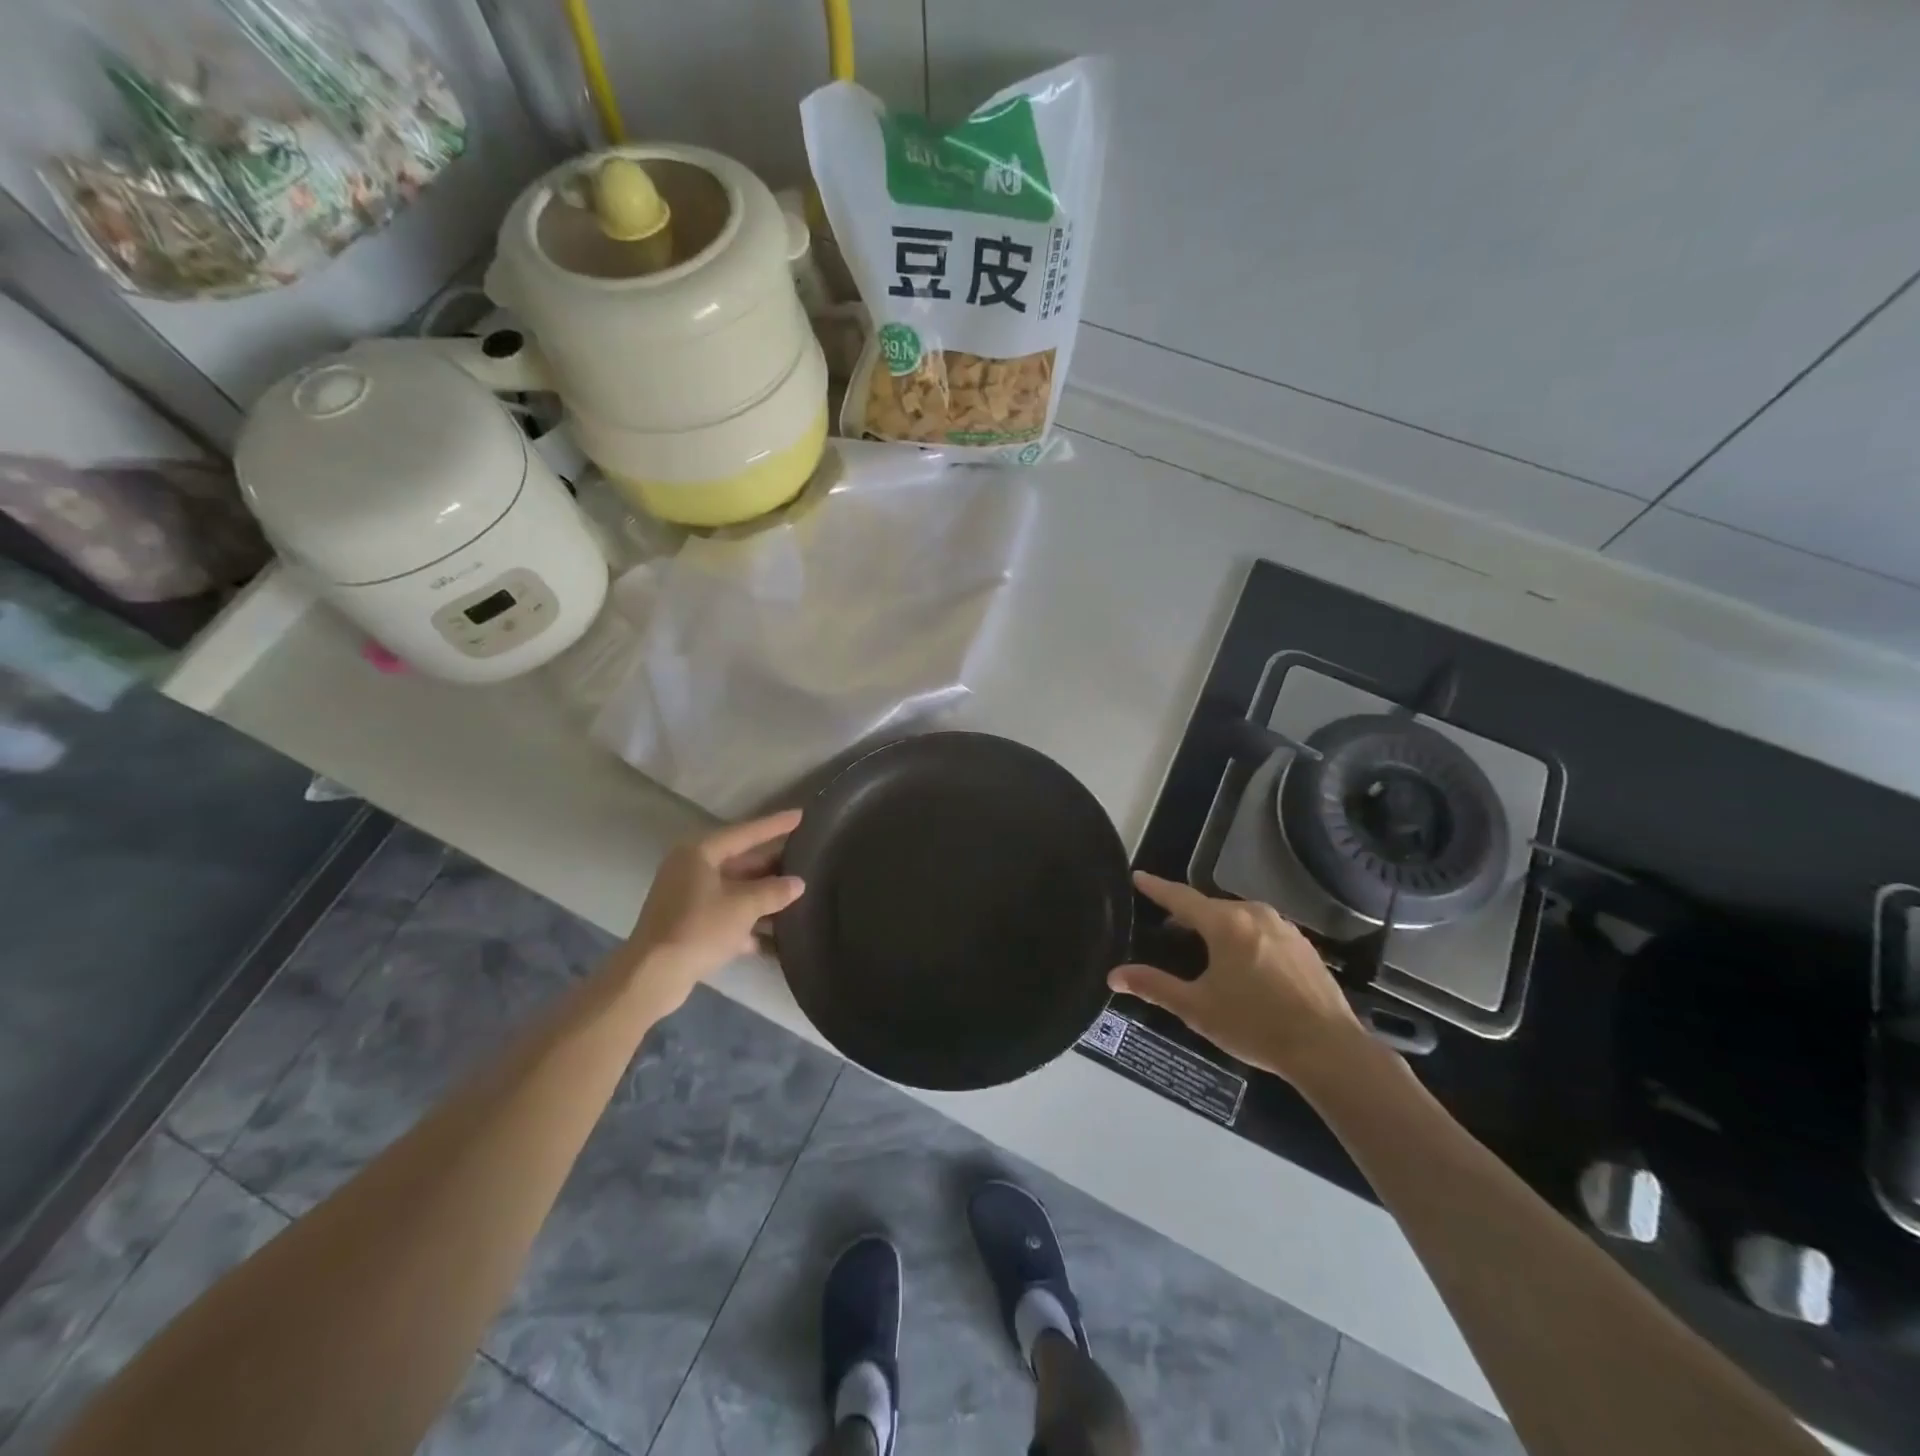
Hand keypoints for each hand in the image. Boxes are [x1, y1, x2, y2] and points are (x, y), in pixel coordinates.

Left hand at [618, 810, 806, 1012]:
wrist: (653, 976)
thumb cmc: (699, 928)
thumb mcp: (743, 906)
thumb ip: (774, 891)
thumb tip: (798, 883)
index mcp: (699, 853)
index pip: (745, 833)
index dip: (775, 825)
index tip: (801, 815)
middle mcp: (691, 869)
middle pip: (740, 861)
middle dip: (772, 864)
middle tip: (805, 858)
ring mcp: (688, 898)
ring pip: (735, 889)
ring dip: (763, 895)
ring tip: (798, 894)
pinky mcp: (688, 925)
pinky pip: (726, 915)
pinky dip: (748, 922)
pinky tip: (776, 935)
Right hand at [1108, 872, 1367, 1083]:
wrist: (1329, 1050)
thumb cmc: (1255, 1025)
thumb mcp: (1197, 1008)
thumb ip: (1155, 986)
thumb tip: (1114, 976)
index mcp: (1225, 923)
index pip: (1180, 897)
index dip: (1156, 887)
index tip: (1138, 876)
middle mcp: (1255, 914)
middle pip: (1211, 908)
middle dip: (1188, 916)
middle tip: (1168, 932)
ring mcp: (1284, 927)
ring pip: (1238, 919)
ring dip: (1219, 929)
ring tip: (1206, 953)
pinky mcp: (1304, 945)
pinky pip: (1262, 932)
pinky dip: (1245, 940)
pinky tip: (1245, 967)